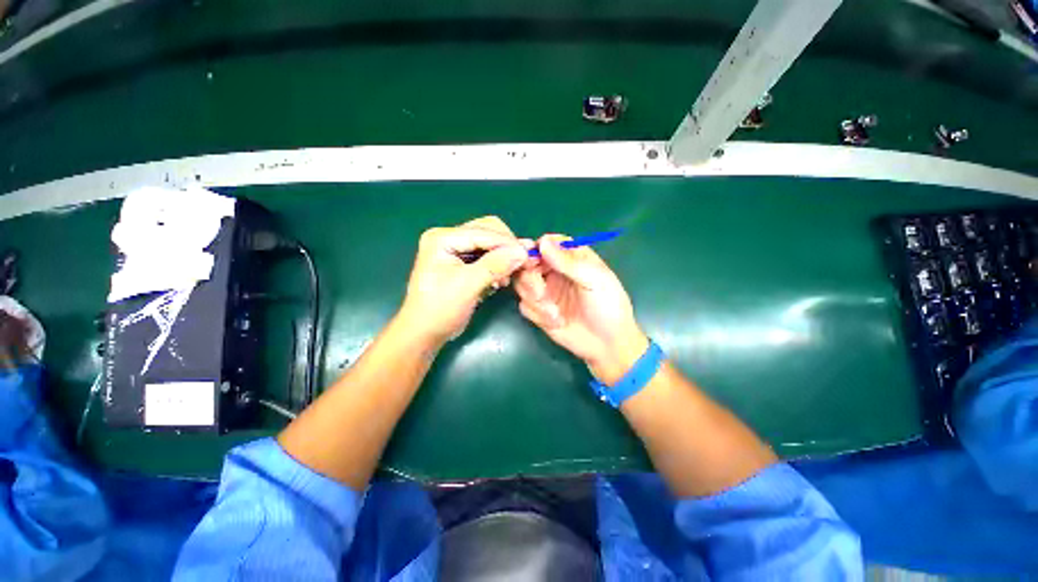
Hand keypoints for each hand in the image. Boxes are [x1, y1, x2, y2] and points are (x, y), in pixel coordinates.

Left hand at [399, 216, 528, 347]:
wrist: (424, 333)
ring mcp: (454, 249)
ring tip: (509, 275)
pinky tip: (501, 280)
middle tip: (522, 263)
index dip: (508, 243)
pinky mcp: (461, 262)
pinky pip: (486, 256)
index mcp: (442, 238)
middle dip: (506, 247)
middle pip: (488, 231)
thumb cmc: (440, 310)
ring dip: (503, 257)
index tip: (529, 255)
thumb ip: (495, 266)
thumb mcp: (468, 286)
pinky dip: (497, 265)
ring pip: (489, 243)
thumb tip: (523, 252)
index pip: (483, 231)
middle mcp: (448, 238)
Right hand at [515, 235, 648, 384]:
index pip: (545, 243)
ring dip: (536, 299)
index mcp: (571, 258)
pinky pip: (524, 305)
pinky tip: (556, 321)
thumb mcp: (595, 280)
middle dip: (530, 279)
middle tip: (541, 293)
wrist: (607, 345)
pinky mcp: (539, 310)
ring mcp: (545, 290)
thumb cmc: (608, 306)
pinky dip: (537, 313)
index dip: (534, 249)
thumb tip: (542, 242)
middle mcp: (554, 271)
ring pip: (522, 284)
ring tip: (555, 313)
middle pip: (526, 263)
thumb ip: (568, 262)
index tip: (531, 261)